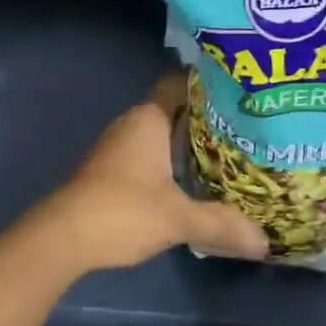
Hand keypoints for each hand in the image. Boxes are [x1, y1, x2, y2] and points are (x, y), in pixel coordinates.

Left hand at [39, 71, 268, 270]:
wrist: (62, 238)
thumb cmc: (122, 211)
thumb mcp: (178, 219)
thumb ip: (221, 224)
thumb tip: (263, 242)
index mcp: (148, 119)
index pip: (180, 84)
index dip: (208, 85)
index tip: (240, 93)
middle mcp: (131, 124)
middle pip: (174, 111)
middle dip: (206, 120)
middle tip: (245, 130)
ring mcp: (116, 148)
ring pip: (159, 136)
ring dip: (186, 146)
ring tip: (227, 156)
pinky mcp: (108, 171)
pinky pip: (147, 157)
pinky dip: (168, 164)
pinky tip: (191, 183)